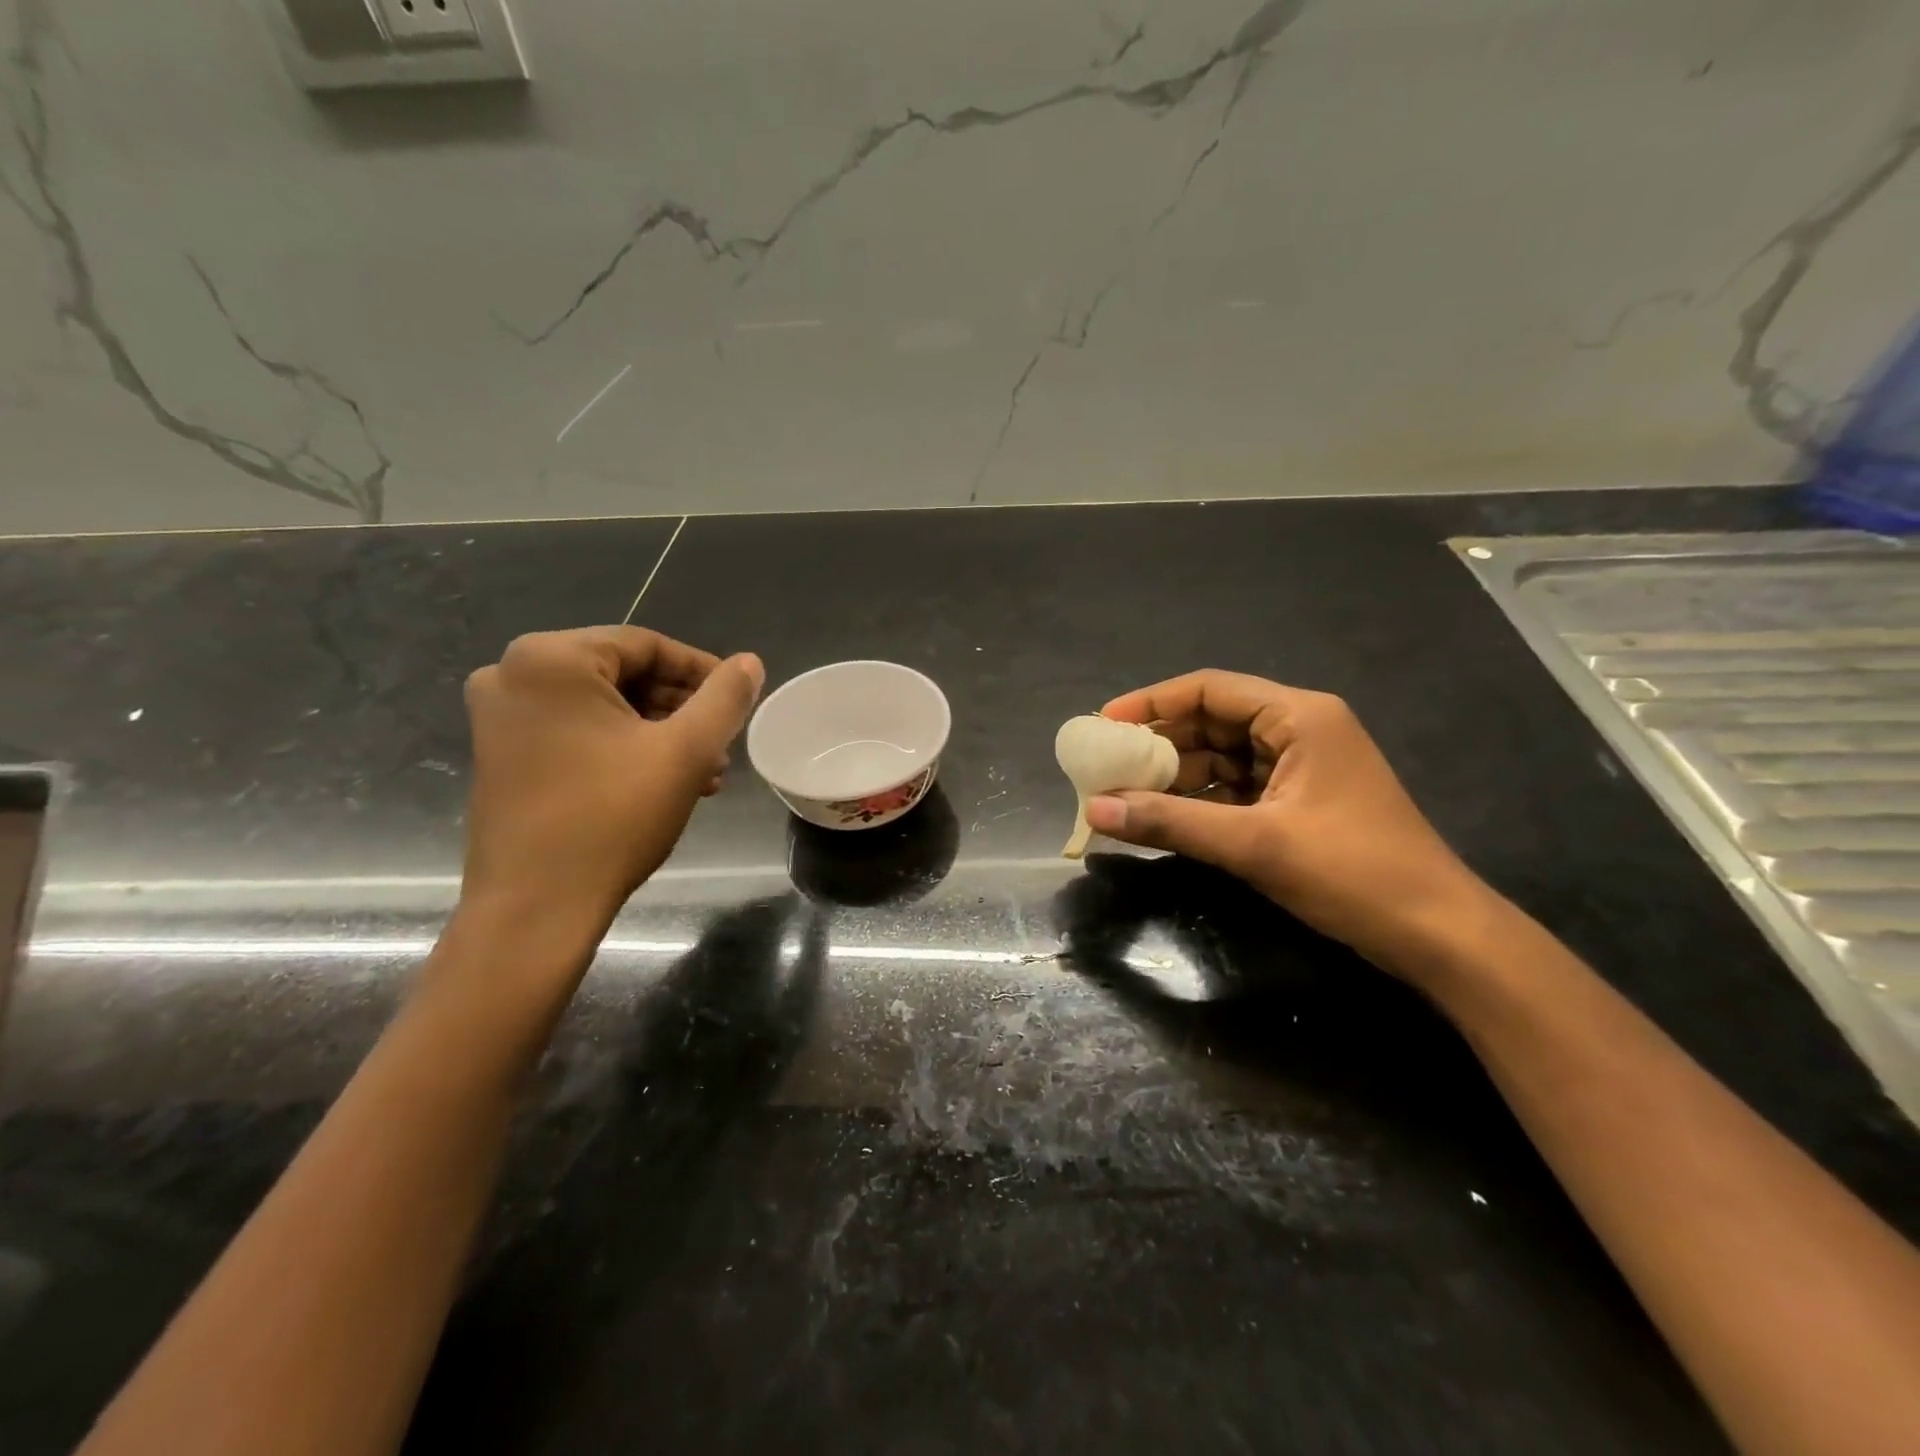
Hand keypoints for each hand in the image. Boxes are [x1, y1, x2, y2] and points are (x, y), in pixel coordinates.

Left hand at [460, 627, 762, 932]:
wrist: (536, 908)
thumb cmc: (612, 819)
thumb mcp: (685, 752)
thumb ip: (724, 698)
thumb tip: (750, 662)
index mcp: (551, 659)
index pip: (646, 645)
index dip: (701, 670)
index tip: (739, 699)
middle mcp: (512, 674)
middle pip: (622, 673)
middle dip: (680, 707)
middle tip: (721, 742)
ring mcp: (499, 716)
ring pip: (602, 705)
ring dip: (657, 730)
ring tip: (703, 770)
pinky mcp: (500, 753)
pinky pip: (575, 730)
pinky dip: (621, 746)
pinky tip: (663, 780)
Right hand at [1086, 671, 1491, 973]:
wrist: (1438, 935)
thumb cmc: (1353, 873)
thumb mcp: (1253, 844)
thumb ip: (1170, 822)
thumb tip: (1095, 808)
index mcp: (1299, 717)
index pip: (1210, 689)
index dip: (1152, 702)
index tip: (1104, 723)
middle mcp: (1300, 731)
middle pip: (1213, 722)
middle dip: (1160, 744)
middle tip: (1107, 766)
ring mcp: (1301, 769)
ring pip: (1221, 759)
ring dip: (1176, 777)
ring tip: (1124, 796)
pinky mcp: (1299, 804)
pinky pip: (1236, 790)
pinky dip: (1200, 802)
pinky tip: (1164, 819)